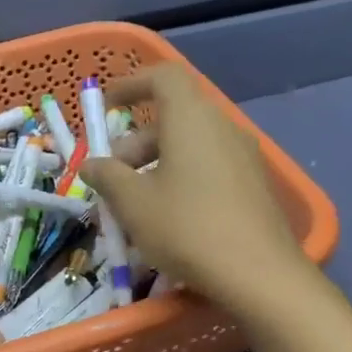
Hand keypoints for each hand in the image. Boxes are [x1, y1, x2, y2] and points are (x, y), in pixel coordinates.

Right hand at [80, 65, 305, 314]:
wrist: (260, 275)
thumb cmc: (187, 228)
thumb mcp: (133, 203)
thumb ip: (107, 176)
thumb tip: (91, 165)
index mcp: (192, 118)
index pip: (163, 76)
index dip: (131, 84)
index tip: (108, 106)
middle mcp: (222, 126)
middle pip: (174, 116)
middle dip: (136, 141)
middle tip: (113, 176)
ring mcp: (244, 155)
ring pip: (191, 144)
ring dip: (157, 162)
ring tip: (135, 203)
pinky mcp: (254, 184)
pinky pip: (210, 165)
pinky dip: (182, 177)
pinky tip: (169, 216)